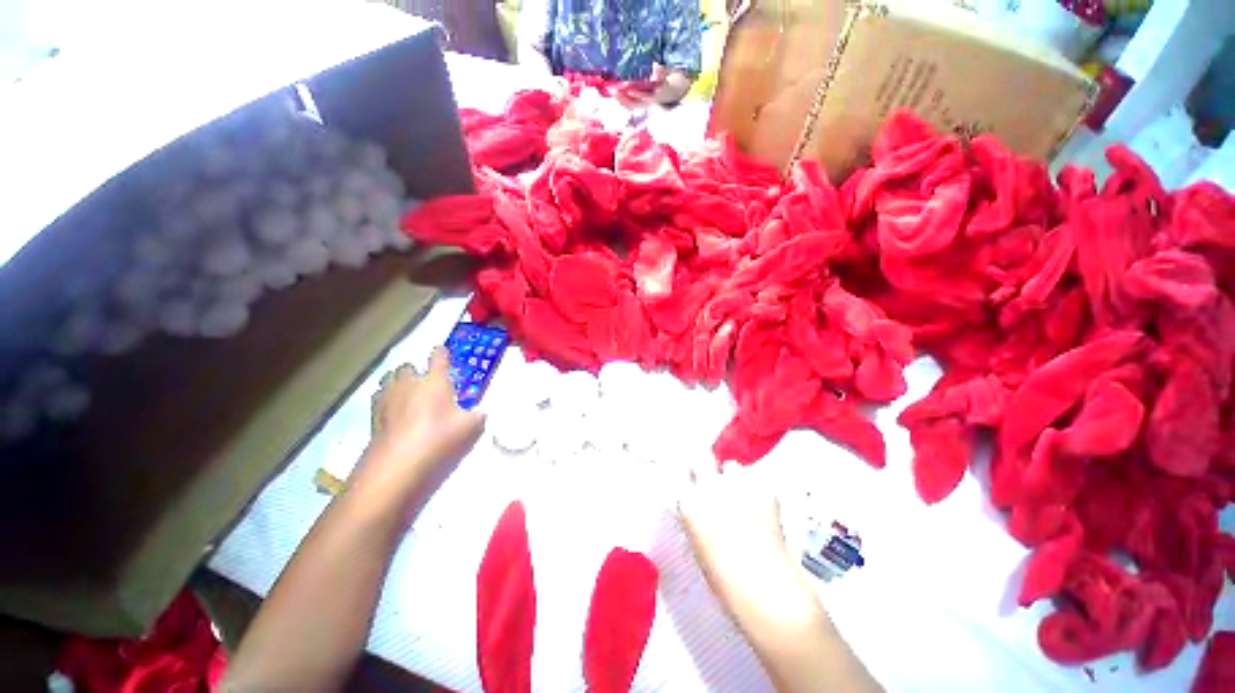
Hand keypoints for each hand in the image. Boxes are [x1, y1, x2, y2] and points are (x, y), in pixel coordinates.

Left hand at [368, 347, 484, 482]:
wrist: (398, 462)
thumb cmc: (439, 437)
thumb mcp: (470, 427)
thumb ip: (478, 416)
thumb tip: (481, 413)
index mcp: (434, 382)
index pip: (438, 359)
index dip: (441, 353)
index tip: (442, 351)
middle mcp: (409, 384)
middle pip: (407, 367)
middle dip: (414, 371)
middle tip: (423, 380)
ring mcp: (388, 399)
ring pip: (389, 380)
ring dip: (397, 382)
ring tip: (405, 393)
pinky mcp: (373, 416)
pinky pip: (379, 399)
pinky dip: (386, 400)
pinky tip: (392, 411)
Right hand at [679, 460, 801, 614]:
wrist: (763, 585)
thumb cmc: (723, 576)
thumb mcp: (698, 544)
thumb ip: (697, 517)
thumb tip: (702, 508)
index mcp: (689, 502)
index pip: (682, 473)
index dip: (689, 476)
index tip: (693, 479)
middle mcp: (710, 487)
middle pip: (703, 458)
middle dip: (708, 464)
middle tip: (715, 478)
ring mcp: (738, 485)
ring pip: (733, 466)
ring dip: (735, 476)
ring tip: (742, 494)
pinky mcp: (764, 490)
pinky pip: (759, 480)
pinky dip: (759, 490)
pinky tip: (763, 506)